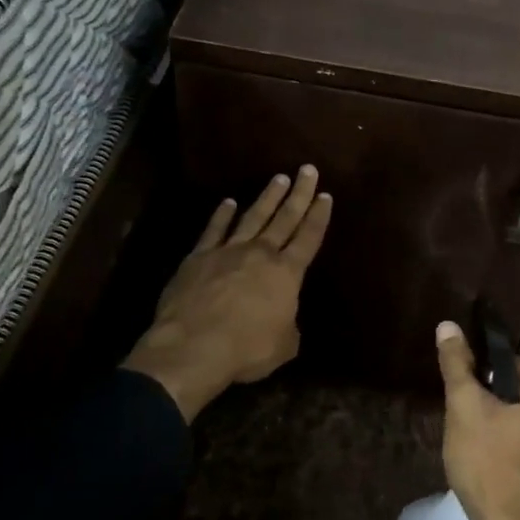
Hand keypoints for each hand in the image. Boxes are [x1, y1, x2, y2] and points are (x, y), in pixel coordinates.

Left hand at [122, 168, 331, 420]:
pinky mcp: (198, 257)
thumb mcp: (283, 346)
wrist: (193, 346)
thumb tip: (285, 320)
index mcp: (286, 274)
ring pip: (252, 217)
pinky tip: (229, 202)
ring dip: (267, 197)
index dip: (319, 217)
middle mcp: (260, 254)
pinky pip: (214, 230)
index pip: (308, 238)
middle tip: (307, 170)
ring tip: (278, 178)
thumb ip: (289, 327)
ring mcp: (227, 252)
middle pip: (284, 218)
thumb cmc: (246, 349)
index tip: (325, 196)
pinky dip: (222, 215)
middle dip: (299, 194)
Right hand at [435, 322, 519, 519]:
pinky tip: (503, 470)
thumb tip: (448, 325)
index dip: (485, 380)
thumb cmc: (488, 463)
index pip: (514, 366)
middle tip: (473, 427)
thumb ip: (457, 364)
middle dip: (501, 405)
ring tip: (485, 450)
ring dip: (514, 429)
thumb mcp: (464, 408)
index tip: (468, 401)